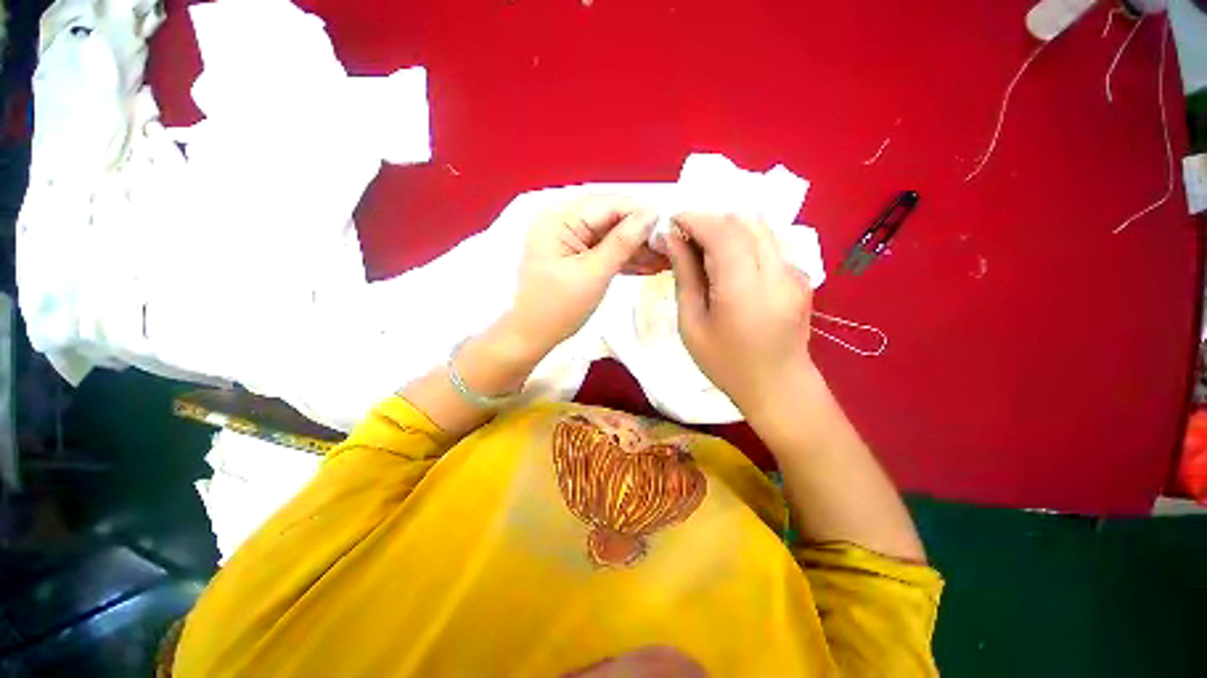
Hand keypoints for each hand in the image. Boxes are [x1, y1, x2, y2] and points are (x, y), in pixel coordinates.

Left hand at [511, 196, 663, 352]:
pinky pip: (604, 253)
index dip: (639, 212)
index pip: (607, 205)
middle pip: (610, 220)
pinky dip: (625, 260)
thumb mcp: (594, 273)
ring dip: (637, 249)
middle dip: (641, 233)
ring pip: (611, 238)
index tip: (669, 223)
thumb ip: (622, 242)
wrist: (534, 337)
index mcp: (559, 219)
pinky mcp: (576, 258)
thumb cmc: (559, 307)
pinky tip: (649, 266)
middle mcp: (563, 223)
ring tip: (666, 258)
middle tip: (671, 244)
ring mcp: (569, 242)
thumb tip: (651, 214)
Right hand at [663, 213, 812, 410]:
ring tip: (702, 247)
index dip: (695, 218)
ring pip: (759, 227)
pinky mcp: (801, 275)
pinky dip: (743, 240)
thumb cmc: (726, 363)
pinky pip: (769, 243)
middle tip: (683, 236)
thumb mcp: (692, 324)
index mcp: (744, 289)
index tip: (672, 222)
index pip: (723, 232)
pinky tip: (727, 261)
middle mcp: (777, 272)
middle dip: (709, 219)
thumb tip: (674, 238)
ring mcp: (795, 272)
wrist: (778, 387)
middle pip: (743, 222)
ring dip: (727, 227)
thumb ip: (685, 276)